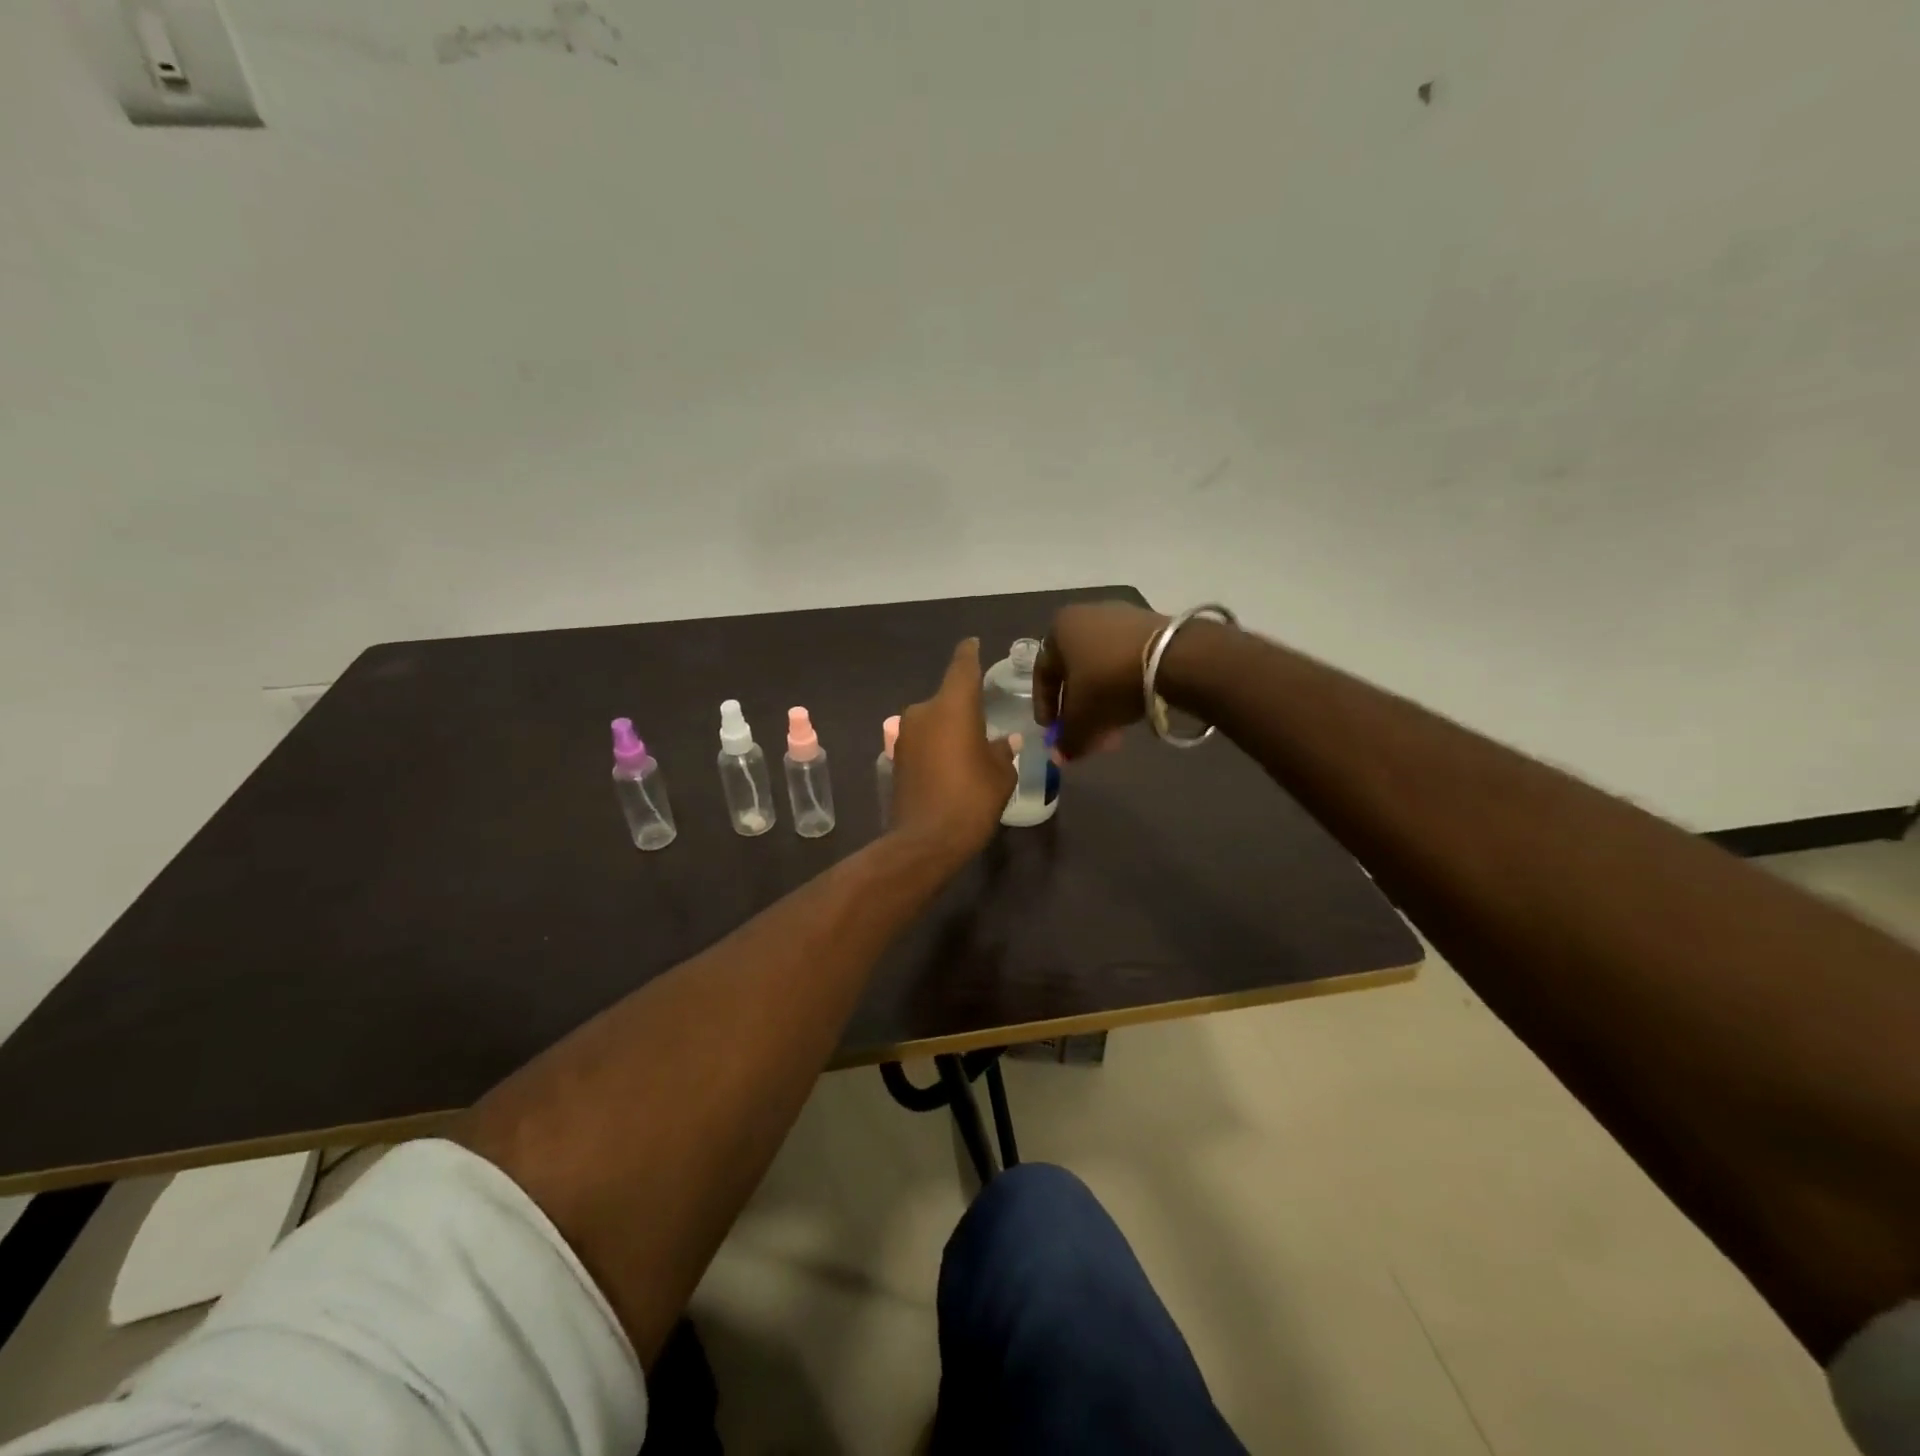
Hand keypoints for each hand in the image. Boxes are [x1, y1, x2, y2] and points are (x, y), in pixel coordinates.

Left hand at [890, 639, 1019, 858]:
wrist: (926, 840)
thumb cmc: (971, 799)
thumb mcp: (1000, 775)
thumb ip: (1003, 751)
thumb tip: (1007, 741)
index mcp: (952, 706)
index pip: (962, 666)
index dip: (970, 653)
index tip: (974, 643)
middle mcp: (923, 712)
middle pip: (947, 698)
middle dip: (964, 708)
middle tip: (985, 723)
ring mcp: (905, 735)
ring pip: (933, 721)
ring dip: (949, 730)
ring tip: (970, 750)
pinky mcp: (896, 758)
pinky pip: (923, 742)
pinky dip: (936, 747)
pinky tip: (951, 767)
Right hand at [1034, 601, 1169, 759]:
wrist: (1172, 657)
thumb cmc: (1108, 681)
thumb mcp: (1082, 717)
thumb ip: (1067, 739)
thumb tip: (1061, 756)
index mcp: (1059, 628)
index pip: (1043, 674)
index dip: (1045, 708)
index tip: (1052, 732)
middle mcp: (1085, 615)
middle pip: (1075, 673)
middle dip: (1080, 711)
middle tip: (1086, 738)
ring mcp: (1120, 617)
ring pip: (1102, 670)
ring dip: (1102, 703)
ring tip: (1112, 732)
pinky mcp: (1150, 625)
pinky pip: (1125, 661)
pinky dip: (1123, 687)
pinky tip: (1131, 710)